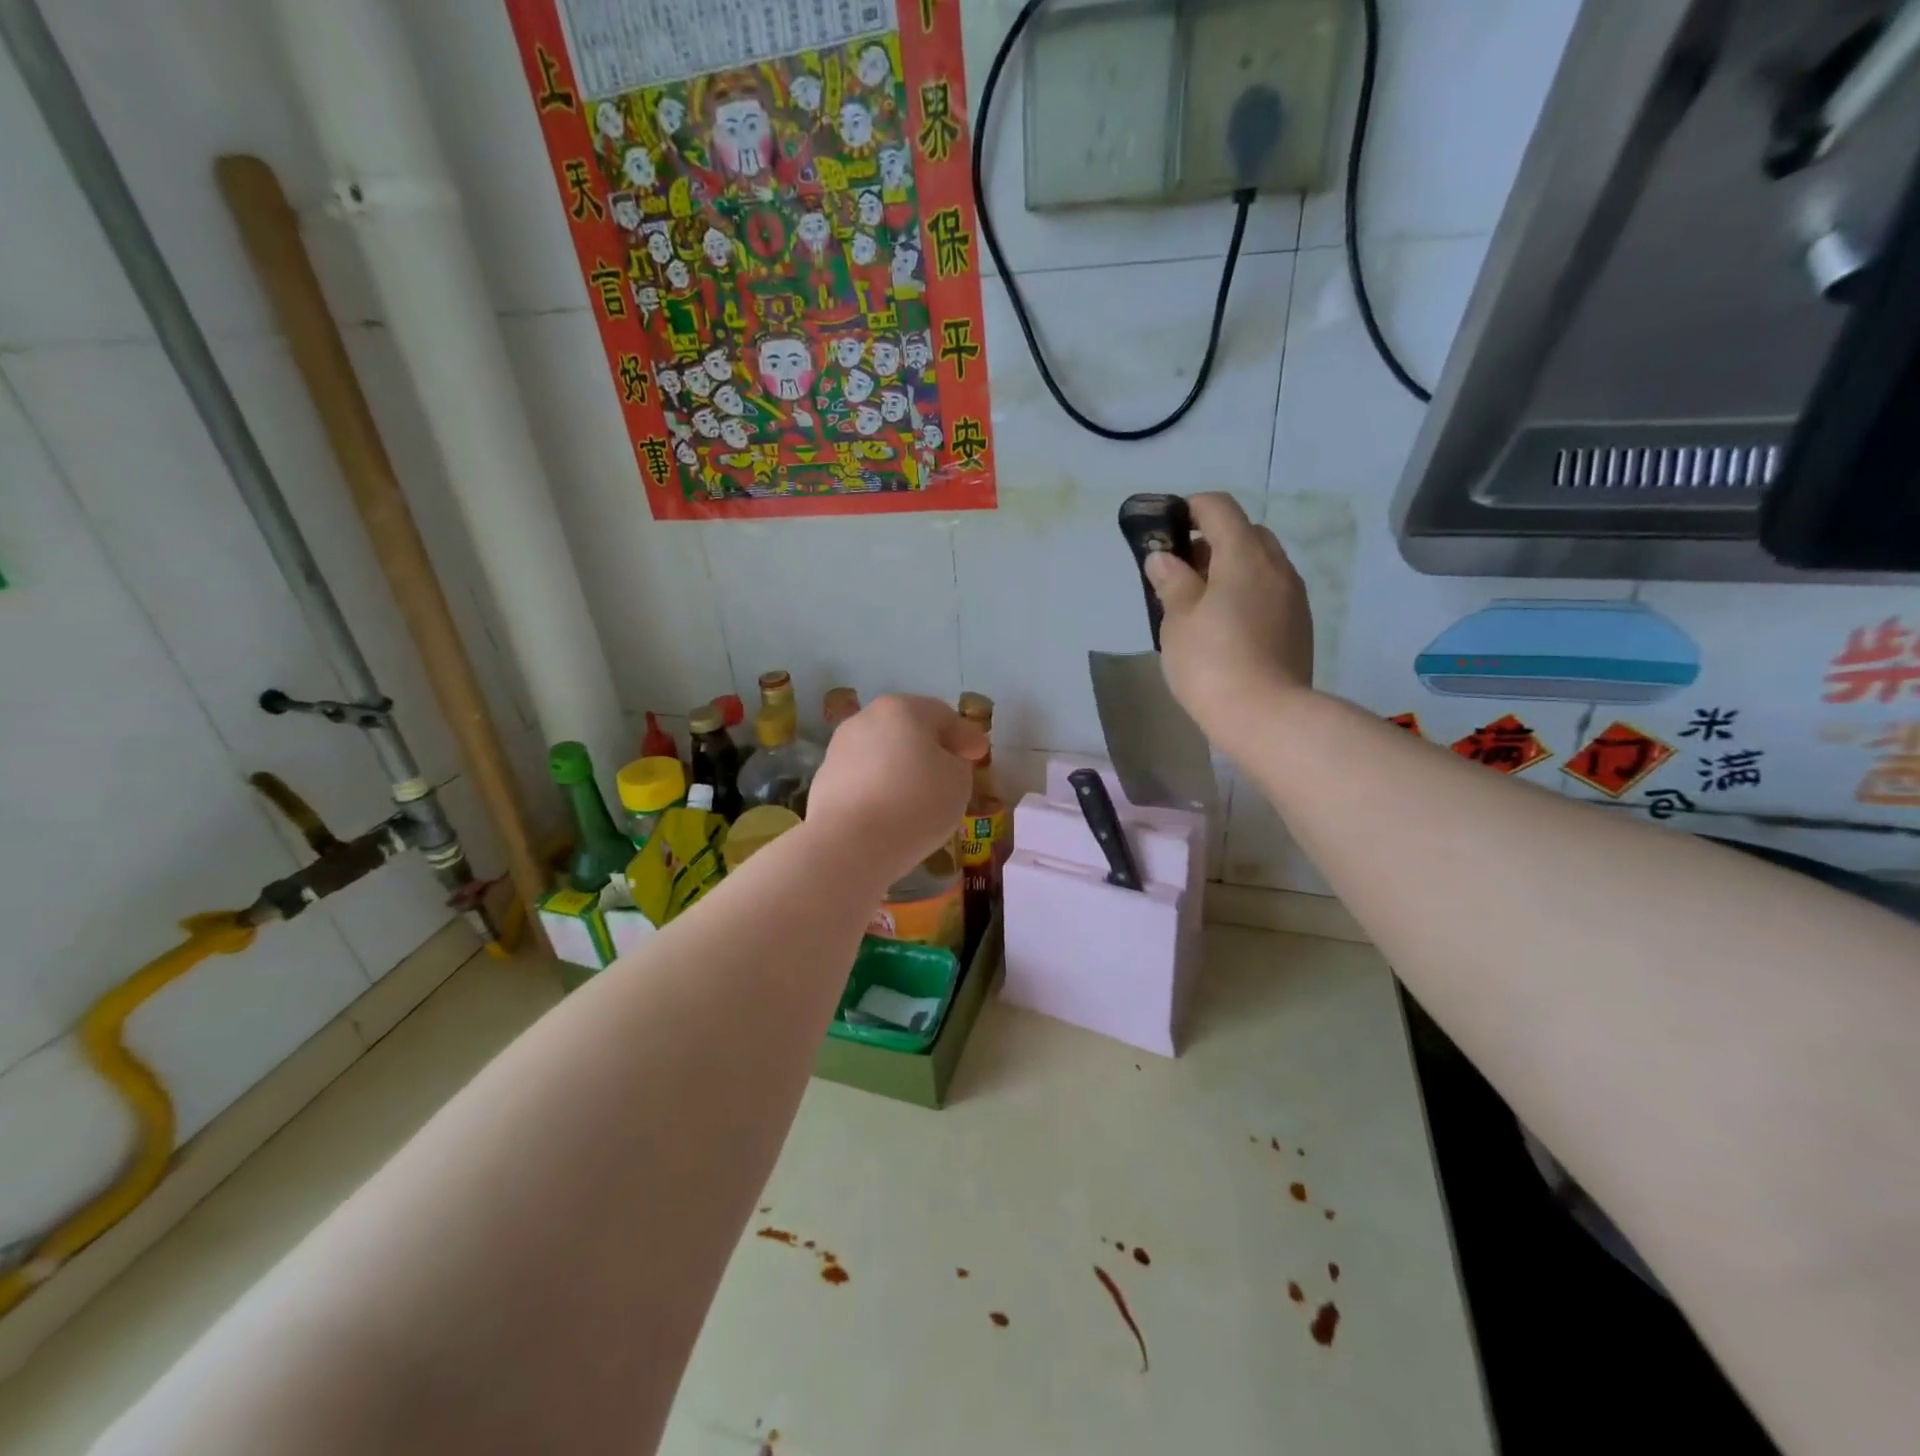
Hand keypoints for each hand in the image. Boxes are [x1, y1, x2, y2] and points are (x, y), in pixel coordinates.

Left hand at [805, 695, 985, 884]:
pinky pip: (863, 778)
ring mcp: (839, 748)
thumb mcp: (958, 781)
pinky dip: (880, 786)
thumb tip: (942, 762)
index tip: (980, 754)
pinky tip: (891, 809)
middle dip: (930, 746)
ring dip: (901, 766)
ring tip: (919, 792)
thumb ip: (956, 764)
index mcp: (903, 709)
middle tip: (951, 768)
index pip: (943, 715)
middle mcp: (866, 719)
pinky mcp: (824, 780)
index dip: (966, 735)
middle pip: (907, 728)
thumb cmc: (915, 803)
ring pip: (882, 752)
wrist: (849, 844)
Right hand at [1144, 493, 1315, 757]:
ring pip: (1261, 564)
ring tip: (1201, 603)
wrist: (1266, 717)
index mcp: (1244, 555)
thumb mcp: (1177, 620)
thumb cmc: (1211, 662)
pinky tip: (1226, 627)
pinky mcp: (1299, 625)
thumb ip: (1171, 581)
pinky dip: (1247, 593)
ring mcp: (1293, 597)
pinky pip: (1270, 592)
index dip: (1191, 509)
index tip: (1167, 529)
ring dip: (1231, 569)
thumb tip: (1163, 558)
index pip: (1219, 508)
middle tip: (1181, 571)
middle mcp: (1276, 567)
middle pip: (1245, 533)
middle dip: (1212, 541)